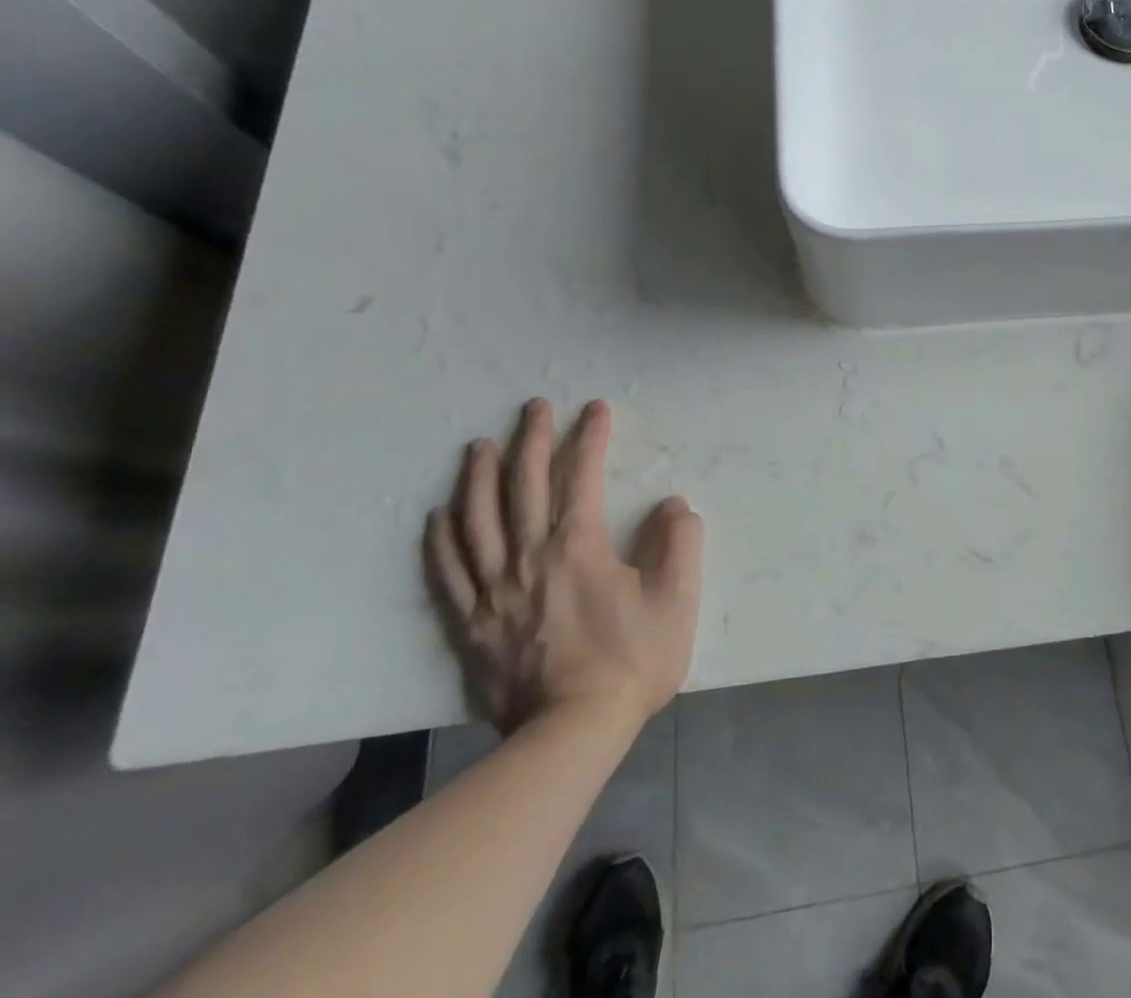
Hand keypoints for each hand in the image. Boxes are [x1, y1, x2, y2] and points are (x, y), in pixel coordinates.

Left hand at [424, 399, 703, 736]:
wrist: (571, 734)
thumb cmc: (631, 661)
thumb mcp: (676, 599)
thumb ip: (680, 543)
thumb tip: (673, 505)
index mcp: (578, 547)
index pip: (581, 476)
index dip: (589, 437)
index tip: (595, 409)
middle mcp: (529, 558)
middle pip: (524, 486)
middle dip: (531, 440)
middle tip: (533, 407)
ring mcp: (494, 591)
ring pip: (478, 521)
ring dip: (479, 477)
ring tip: (479, 446)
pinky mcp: (472, 624)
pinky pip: (449, 573)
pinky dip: (442, 540)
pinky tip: (439, 516)